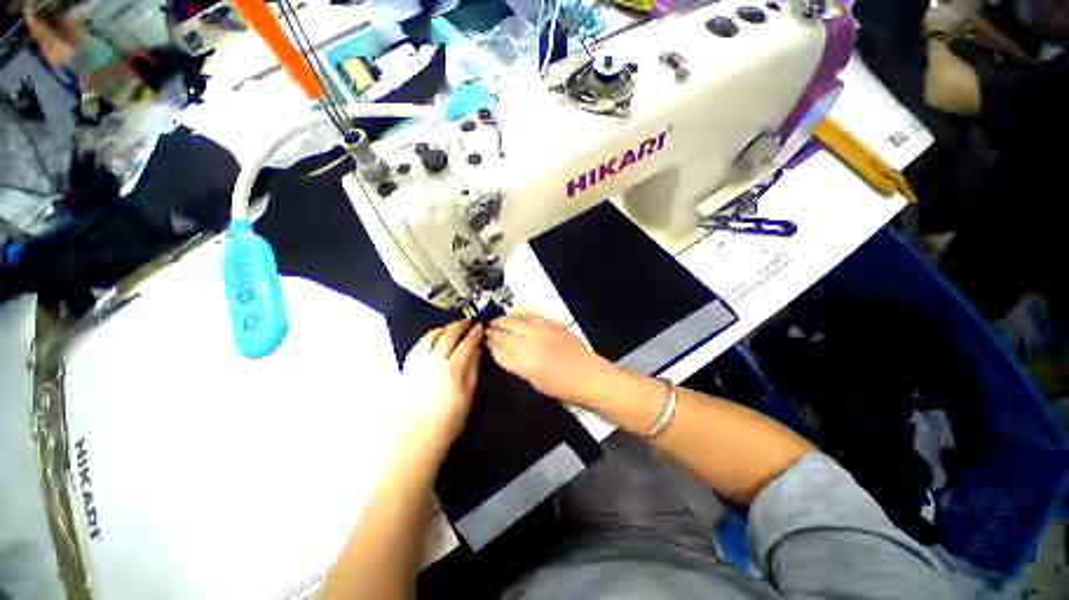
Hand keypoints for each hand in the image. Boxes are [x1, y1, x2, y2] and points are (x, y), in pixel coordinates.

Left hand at [402, 320, 483, 446]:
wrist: (420, 435)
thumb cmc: (451, 418)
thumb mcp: (469, 394)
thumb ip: (473, 369)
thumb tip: (477, 350)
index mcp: (453, 369)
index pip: (467, 344)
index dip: (475, 333)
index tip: (480, 327)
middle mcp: (434, 361)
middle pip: (448, 335)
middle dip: (459, 325)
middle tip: (467, 321)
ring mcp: (418, 363)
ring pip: (430, 337)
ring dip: (443, 328)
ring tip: (451, 327)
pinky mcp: (407, 368)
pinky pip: (418, 346)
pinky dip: (427, 338)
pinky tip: (432, 340)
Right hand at [486, 315, 618, 405]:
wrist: (588, 374)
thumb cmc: (562, 386)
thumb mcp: (534, 382)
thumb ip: (518, 367)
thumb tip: (507, 354)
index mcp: (524, 364)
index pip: (499, 352)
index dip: (490, 347)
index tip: (486, 343)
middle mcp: (529, 345)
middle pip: (504, 335)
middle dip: (493, 332)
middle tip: (487, 330)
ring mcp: (541, 332)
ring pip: (515, 322)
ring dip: (503, 321)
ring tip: (495, 321)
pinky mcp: (551, 324)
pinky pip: (530, 317)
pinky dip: (520, 316)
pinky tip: (515, 317)